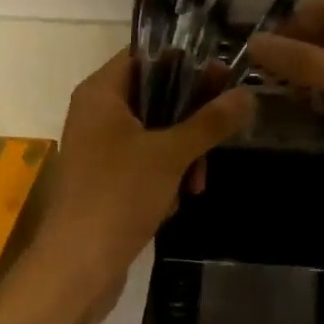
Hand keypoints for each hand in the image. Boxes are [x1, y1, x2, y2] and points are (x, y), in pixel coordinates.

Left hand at [29, 52, 253, 323]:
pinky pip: (145, 162)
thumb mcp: (171, 154)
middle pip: (155, 94)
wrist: (76, 268)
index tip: (224, 78)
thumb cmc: (118, 196)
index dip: (186, 63)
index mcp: (101, 93)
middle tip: (226, 126)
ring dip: (184, 152)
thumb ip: (210, 122)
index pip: (145, 56)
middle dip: (191, 116)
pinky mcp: (107, 180)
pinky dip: (166, 175)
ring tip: (199, 182)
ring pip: (155, 132)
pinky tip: (180, 199)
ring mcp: (100, 148)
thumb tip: (247, 95)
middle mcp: (97, 113)